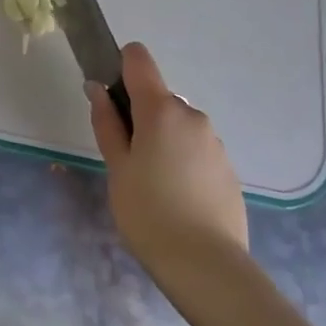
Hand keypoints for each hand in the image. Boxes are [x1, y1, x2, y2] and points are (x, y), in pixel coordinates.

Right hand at [88, 43, 247, 274]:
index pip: (138, 58)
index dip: (120, 67)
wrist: (207, 267)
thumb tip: (98, 88)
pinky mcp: (227, 167)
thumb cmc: (149, 213)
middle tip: (126, 159)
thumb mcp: (116, 167)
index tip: (110, 98)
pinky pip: (196, 149)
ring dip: (162, 139)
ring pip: (177, 125)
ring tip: (152, 185)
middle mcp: (191, 115)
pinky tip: (177, 198)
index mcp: (160, 109)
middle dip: (140, 116)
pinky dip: (182, 160)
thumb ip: (106, 122)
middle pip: (158, 97)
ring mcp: (214, 141)